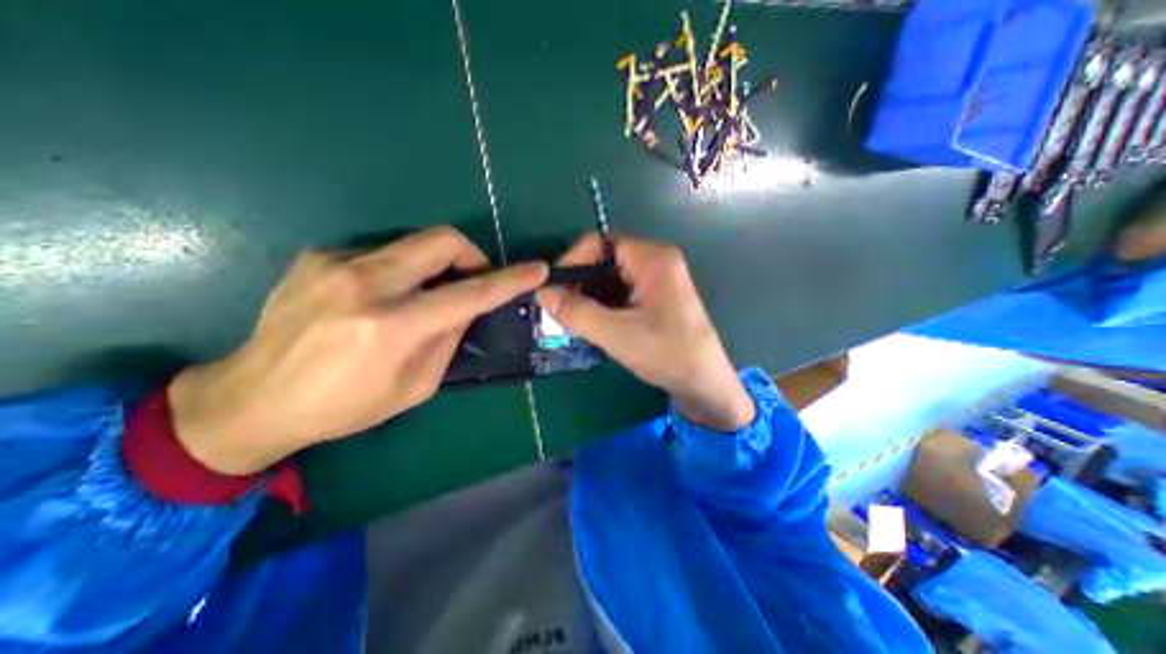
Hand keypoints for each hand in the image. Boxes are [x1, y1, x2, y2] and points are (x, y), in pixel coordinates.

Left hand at [167, 228, 547, 472]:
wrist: (250, 400)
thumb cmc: (344, 406)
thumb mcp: (415, 386)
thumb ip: (448, 340)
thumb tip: (465, 308)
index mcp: (392, 328)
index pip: (469, 294)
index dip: (509, 280)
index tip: (536, 270)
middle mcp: (365, 285)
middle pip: (441, 241)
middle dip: (471, 255)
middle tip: (473, 278)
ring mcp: (336, 264)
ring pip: (413, 243)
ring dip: (434, 266)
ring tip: (422, 296)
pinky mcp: (318, 256)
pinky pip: (382, 253)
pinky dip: (399, 270)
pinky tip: (381, 297)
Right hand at [536, 233, 750, 429]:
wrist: (703, 383)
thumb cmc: (665, 353)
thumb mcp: (615, 334)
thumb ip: (576, 312)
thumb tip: (541, 293)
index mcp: (652, 258)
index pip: (600, 243)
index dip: (573, 260)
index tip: (554, 288)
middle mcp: (657, 260)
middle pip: (605, 259)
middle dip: (580, 281)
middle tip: (561, 307)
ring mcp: (659, 278)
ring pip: (612, 276)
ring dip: (590, 294)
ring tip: (574, 317)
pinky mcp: (658, 296)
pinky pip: (622, 290)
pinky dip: (604, 302)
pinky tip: (594, 321)